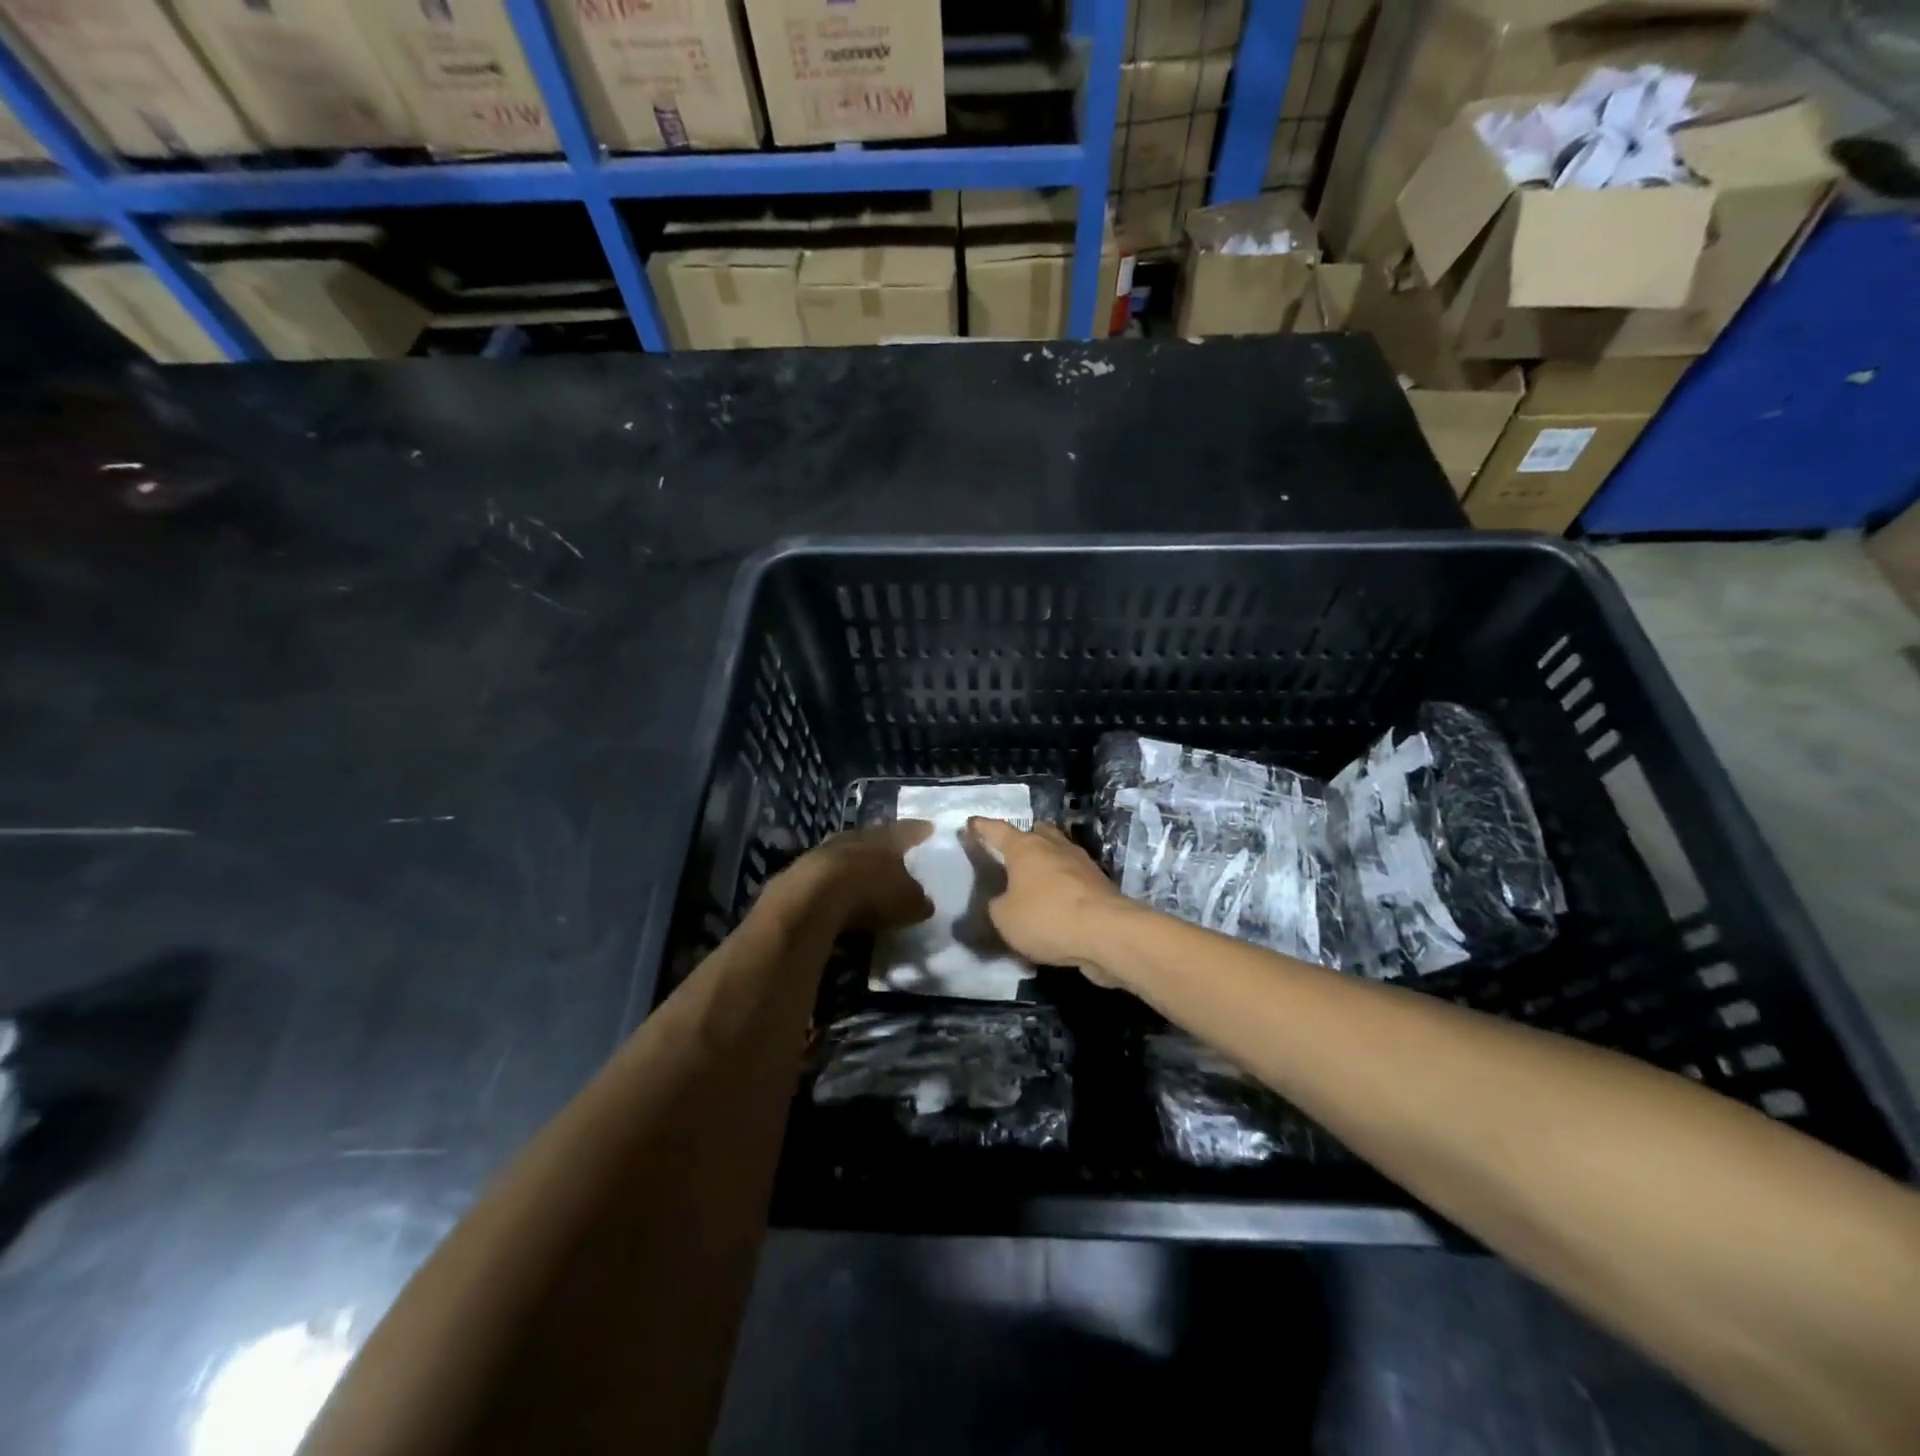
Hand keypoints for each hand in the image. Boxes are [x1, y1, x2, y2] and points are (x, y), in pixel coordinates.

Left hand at [766, 821, 934, 931]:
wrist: (812, 897)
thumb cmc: (871, 892)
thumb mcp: (908, 902)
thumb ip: (918, 900)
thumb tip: (923, 901)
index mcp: (887, 838)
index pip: (908, 830)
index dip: (919, 831)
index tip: (928, 827)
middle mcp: (858, 836)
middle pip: (874, 836)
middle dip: (884, 843)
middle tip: (893, 848)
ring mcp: (826, 850)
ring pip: (847, 850)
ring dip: (856, 860)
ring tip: (865, 869)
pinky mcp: (802, 870)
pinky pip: (827, 872)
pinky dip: (835, 880)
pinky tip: (838, 890)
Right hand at [965, 819, 1131, 984]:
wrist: (1106, 933)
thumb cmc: (1046, 917)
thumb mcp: (1004, 918)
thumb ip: (997, 905)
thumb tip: (1003, 900)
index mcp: (1025, 848)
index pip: (998, 830)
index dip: (982, 827)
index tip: (972, 823)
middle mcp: (1054, 846)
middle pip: (1037, 833)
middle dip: (1025, 839)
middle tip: (1012, 852)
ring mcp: (1081, 863)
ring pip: (1059, 853)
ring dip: (1048, 862)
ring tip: (1036, 878)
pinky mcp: (1100, 884)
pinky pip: (1074, 878)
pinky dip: (1064, 884)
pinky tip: (1057, 900)